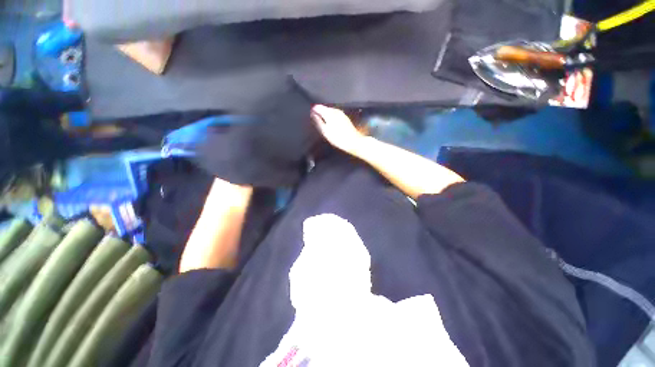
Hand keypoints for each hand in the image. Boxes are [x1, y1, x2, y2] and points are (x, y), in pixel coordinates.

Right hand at [311, 105, 363, 152]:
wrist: (353, 142)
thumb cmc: (338, 138)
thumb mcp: (325, 131)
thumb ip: (318, 121)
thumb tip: (313, 114)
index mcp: (329, 113)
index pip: (318, 107)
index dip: (313, 111)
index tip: (311, 116)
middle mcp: (336, 111)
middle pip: (324, 108)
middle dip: (320, 113)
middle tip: (316, 121)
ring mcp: (341, 114)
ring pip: (330, 111)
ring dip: (325, 115)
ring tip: (323, 123)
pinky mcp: (345, 118)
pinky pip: (335, 115)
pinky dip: (331, 118)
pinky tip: (331, 125)